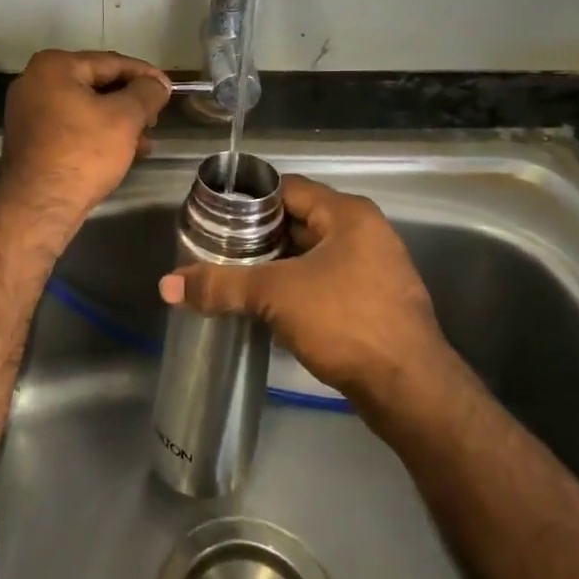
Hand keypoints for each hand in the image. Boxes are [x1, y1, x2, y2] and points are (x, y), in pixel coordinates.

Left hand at [0, 50, 170, 229]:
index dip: (146, 75)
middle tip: (156, 119)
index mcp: (55, 66)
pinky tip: (121, 152)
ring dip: (118, 121)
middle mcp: (35, 81)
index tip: (169, 89)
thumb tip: (159, 83)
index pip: (112, 62)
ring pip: (86, 107)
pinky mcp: (30, 138)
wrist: (39, 207)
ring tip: (144, 141)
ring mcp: (28, 110)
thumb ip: (147, 92)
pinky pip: (72, 126)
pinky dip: (97, 134)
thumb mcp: (125, 118)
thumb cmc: (83, 153)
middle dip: (131, 102)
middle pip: (97, 83)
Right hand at [159, 175, 449, 402]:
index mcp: (348, 214)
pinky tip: (270, 307)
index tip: (216, 218)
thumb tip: (167, 284)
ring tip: (237, 278)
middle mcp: (366, 233)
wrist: (411, 390)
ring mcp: (375, 268)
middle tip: (219, 250)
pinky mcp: (376, 302)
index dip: (250, 200)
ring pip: (313, 254)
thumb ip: (221, 285)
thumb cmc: (345, 322)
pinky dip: (298, 287)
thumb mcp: (276, 296)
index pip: (288, 189)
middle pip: (300, 220)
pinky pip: (327, 281)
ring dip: (278, 265)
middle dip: (259, 236)